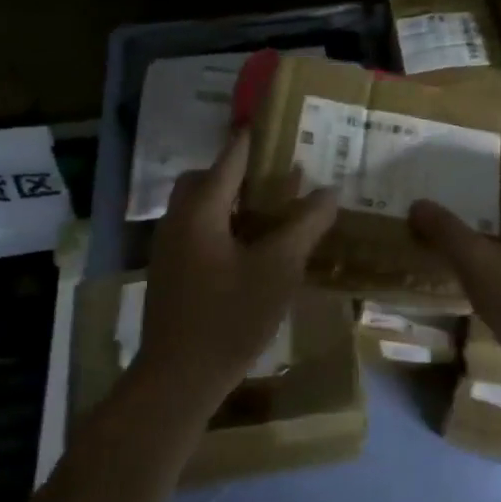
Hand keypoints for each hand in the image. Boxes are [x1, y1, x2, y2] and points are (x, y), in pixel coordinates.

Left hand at [137, 129, 337, 409]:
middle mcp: (179, 221)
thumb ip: (305, 225)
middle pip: (207, 179)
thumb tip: (330, 191)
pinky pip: (200, 232)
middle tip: (278, 174)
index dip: (254, 139)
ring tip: (274, 209)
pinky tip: (255, 249)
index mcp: (201, 210)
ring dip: (234, 201)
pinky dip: (226, 226)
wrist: (178, 379)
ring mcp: (170, 249)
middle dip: (240, 171)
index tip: (278, 122)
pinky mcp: (172, 274)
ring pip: (202, 208)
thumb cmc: (230, 316)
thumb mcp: (279, 268)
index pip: (230, 159)